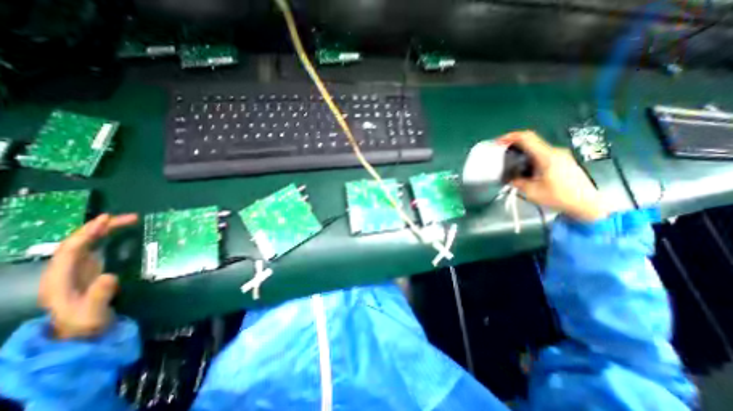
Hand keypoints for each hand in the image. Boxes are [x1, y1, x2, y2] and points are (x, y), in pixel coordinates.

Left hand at [39, 214, 138, 338]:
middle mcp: (64, 270)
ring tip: (129, 221)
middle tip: (129, 218)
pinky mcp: (89, 270)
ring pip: (87, 243)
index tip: (107, 220)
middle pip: (79, 243)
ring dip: (105, 230)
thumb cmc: (86, 324)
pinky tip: (119, 234)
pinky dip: (107, 238)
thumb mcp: (92, 313)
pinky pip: (95, 248)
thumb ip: (99, 296)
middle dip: (101, 227)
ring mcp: (76, 270)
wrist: (81, 334)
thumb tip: (110, 276)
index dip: (87, 233)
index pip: (70, 250)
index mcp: (59, 278)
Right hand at [499, 129, 607, 221]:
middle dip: (513, 145)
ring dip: (520, 152)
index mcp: (547, 156)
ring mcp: (559, 155)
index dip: (510, 137)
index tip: (498, 143)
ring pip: (535, 148)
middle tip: (500, 153)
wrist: (586, 203)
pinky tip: (523, 168)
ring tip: (509, 163)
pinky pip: (540, 154)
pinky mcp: (561, 160)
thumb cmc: (559, 197)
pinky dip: (528, 157)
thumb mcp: (531, 192)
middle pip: (530, 141)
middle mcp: (554, 151)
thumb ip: (517, 181)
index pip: (527, 137)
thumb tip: (509, 177)